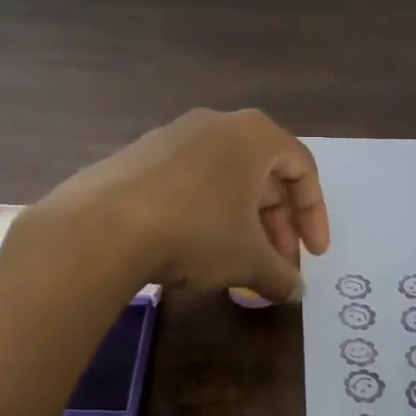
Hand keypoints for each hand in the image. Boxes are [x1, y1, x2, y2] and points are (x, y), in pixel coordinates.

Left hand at [31, 108, 329, 301]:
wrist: (100, 226)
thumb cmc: (195, 230)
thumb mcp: (248, 259)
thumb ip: (281, 275)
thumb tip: (292, 291)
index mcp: (254, 134)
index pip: (302, 168)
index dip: (315, 215)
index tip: (314, 256)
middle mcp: (216, 124)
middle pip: (263, 174)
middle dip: (277, 225)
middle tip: (279, 266)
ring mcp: (173, 136)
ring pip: (225, 179)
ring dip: (242, 223)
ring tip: (240, 264)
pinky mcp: (139, 156)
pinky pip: (189, 182)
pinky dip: (206, 214)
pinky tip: (196, 250)